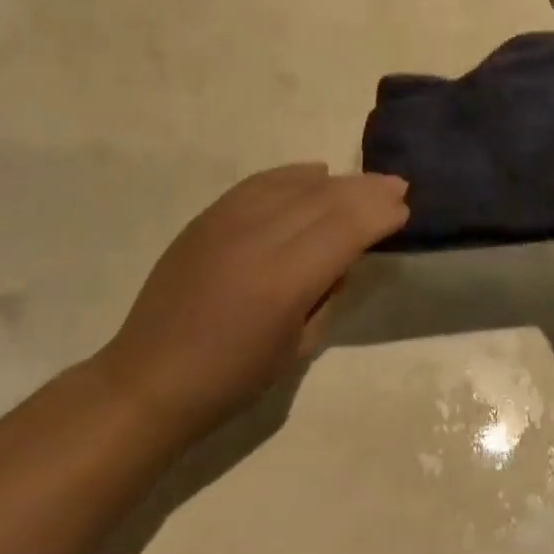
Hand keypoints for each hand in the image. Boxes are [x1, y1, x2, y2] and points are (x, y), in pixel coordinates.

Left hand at [103, 165, 408, 439]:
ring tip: (364, 181)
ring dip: (336, 181)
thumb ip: (329, 293)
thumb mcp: (297, 347)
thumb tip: (347, 254)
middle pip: (325, 199)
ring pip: (295, 185)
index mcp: (284, 281)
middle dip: (366, 191)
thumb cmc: (231, 379)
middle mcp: (258, 239)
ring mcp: (228, 221)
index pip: (345, 229)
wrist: (150, 379)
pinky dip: (293, 175)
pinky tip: (314, 173)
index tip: (403, 208)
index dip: (378, 214)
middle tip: (396, 185)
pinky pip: (260, 182)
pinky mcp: (207, 216)